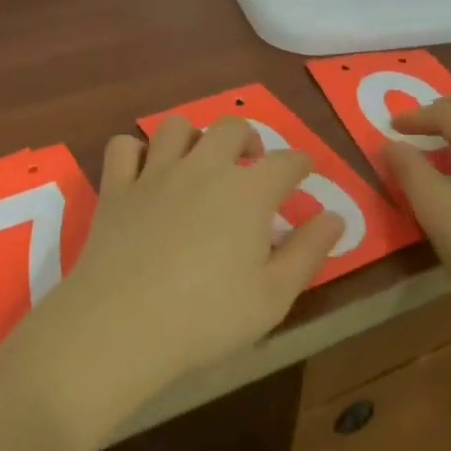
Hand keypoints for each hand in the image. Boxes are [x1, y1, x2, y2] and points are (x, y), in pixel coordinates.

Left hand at [22, 116, 344, 426]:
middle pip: (231, 128)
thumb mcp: (274, 296)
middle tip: (251, 166)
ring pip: (176, 126)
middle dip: (249, 139)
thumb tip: (334, 217)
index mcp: (247, 191)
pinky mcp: (116, 188)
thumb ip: (308, 251)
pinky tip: (143, 173)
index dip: (302, 163)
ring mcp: (155, 173)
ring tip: (198, 163)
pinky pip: (123, 146)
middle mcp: (203, 168)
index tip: (305, 173)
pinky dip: (136, 152)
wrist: (122, 324)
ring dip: (193, 137)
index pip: (287, 161)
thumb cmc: (207, 316)